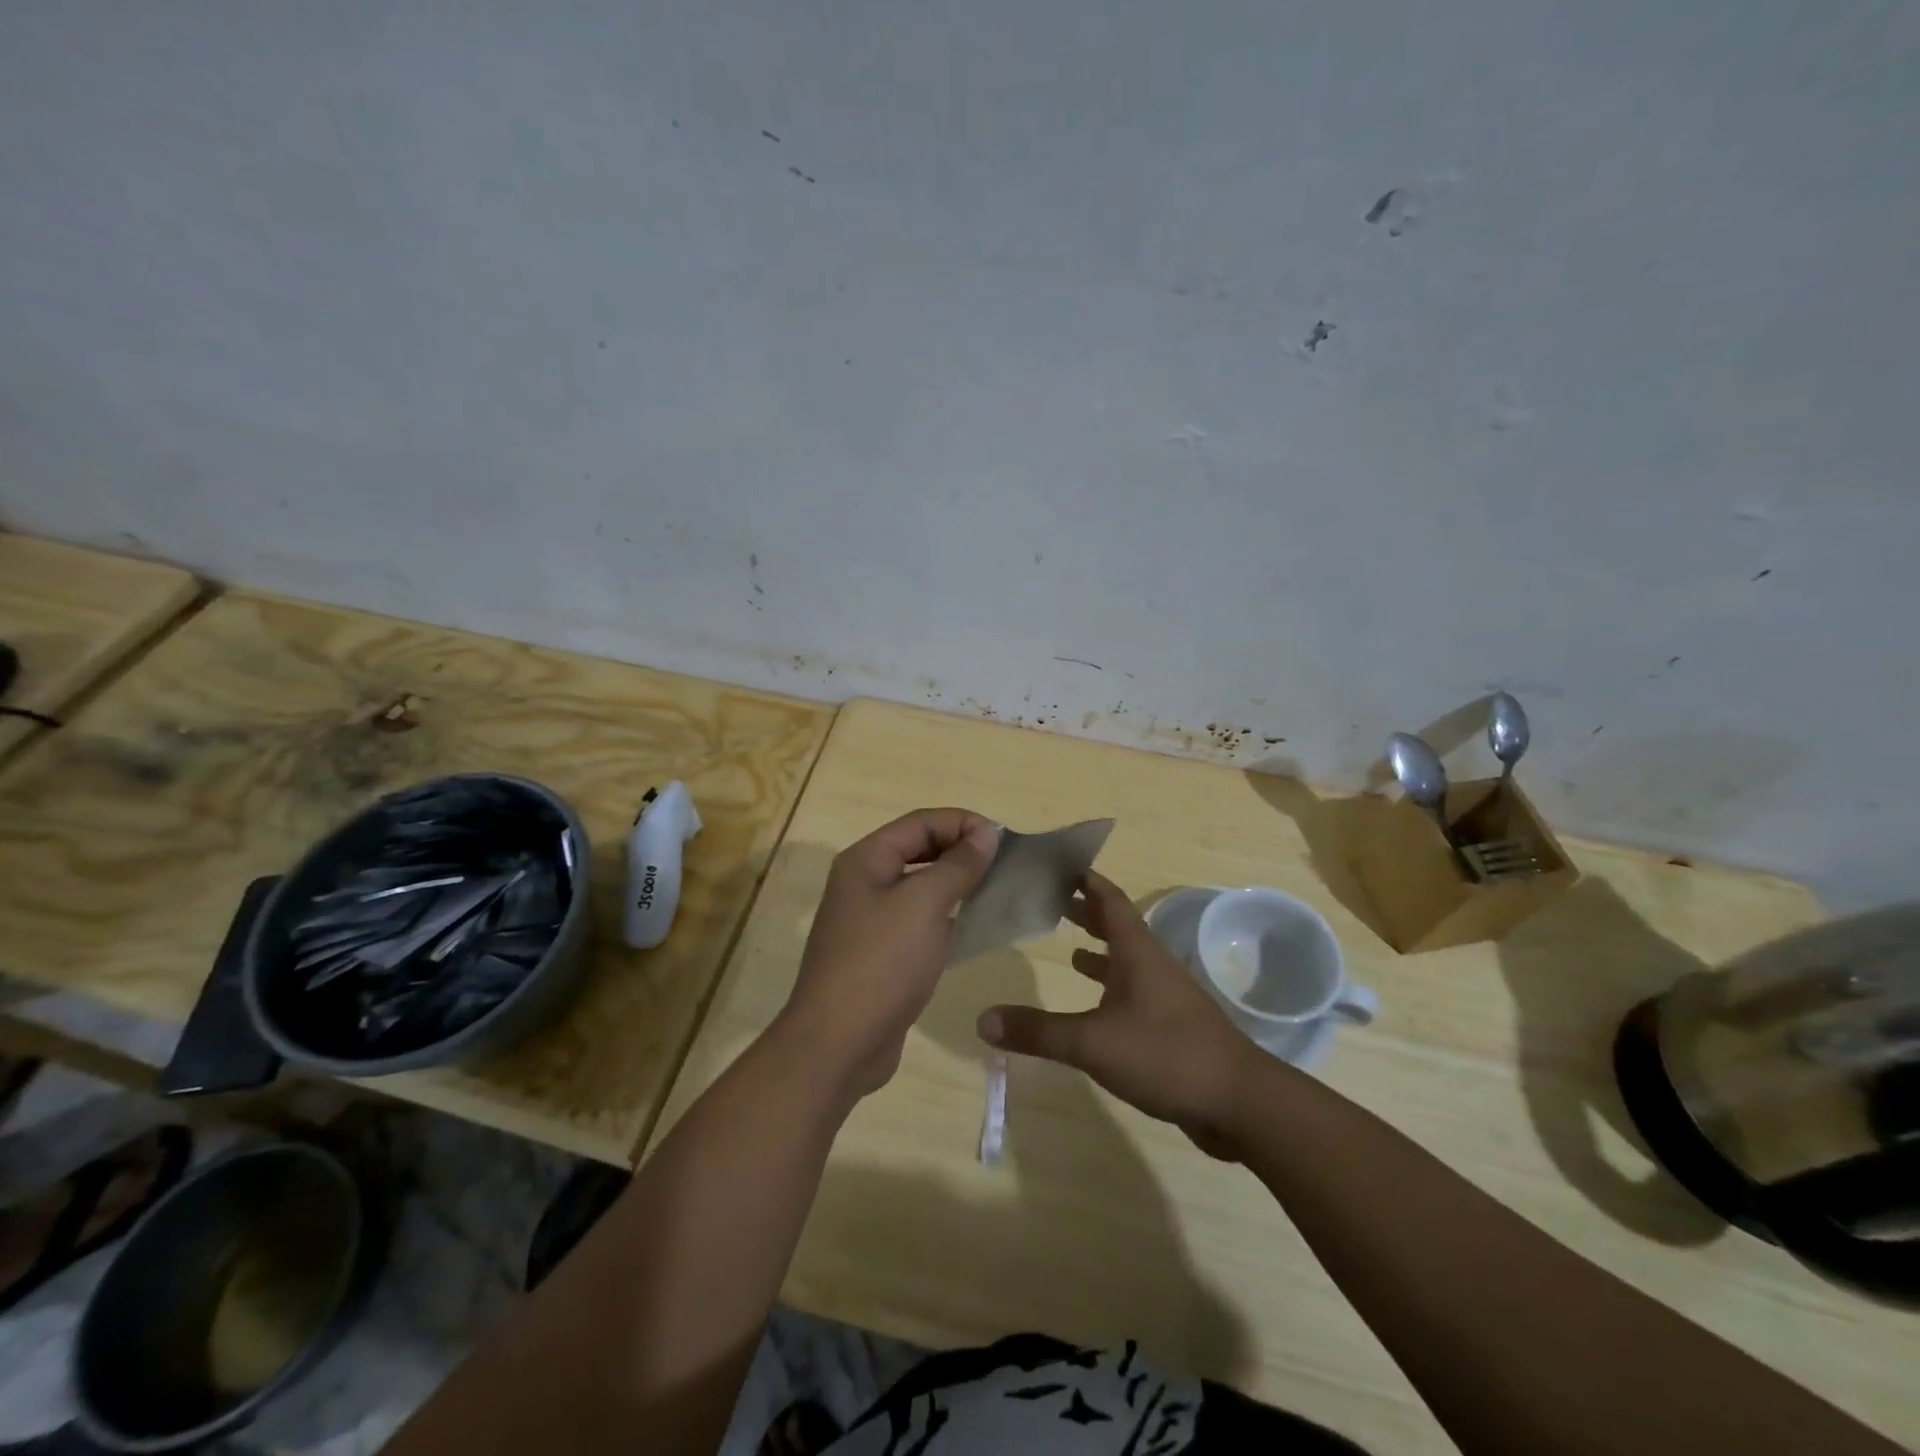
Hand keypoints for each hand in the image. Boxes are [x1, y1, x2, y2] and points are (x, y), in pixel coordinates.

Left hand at [777, 808, 999, 1098]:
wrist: (838, 1044)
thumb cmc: (882, 963)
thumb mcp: (924, 904)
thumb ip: (958, 865)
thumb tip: (986, 832)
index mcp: (866, 859)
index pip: (921, 822)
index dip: (963, 823)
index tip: (1004, 839)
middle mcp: (864, 882)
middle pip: (919, 850)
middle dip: (961, 851)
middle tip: (1004, 864)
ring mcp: (870, 920)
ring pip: (921, 887)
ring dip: (957, 885)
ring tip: (997, 891)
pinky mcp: (880, 953)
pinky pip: (919, 921)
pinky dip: (947, 917)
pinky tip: (974, 928)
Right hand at [977, 871, 1257, 1158]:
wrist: (1239, 1102)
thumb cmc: (1165, 1054)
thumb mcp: (1092, 1042)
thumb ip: (1037, 1031)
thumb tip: (982, 1018)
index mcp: (1137, 951)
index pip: (1109, 898)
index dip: (1085, 878)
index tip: (1058, 863)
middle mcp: (1152, 963)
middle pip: (1116, 924)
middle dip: (1085, 911)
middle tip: (1050, 900)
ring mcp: (1165, 994)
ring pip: (1126, 959)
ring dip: (1098, 948)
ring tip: (1066, 946)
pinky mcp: (1171, 1024)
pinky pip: (1133, 990)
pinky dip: (1110, 985)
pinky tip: (1095, 1002)